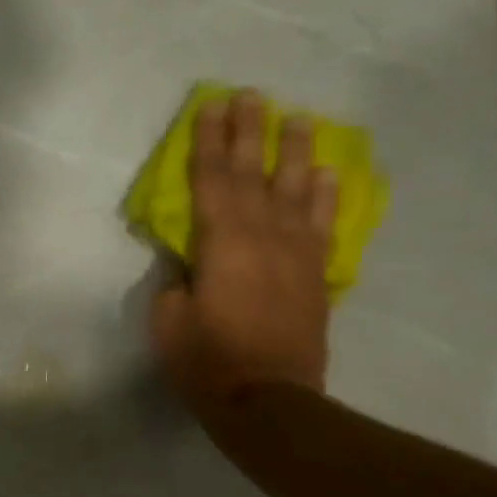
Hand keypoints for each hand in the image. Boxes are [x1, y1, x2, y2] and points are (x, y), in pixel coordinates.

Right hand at [150, 89, 337, 426]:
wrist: (268, 400)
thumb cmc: (207, 362)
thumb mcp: (168, 322)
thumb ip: (175, 281)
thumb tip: (188, 260)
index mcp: (221, 243)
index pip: (210, 180)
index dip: (208, 142)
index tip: (209, 106)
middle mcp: (263, 236)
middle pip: (254, 173)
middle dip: (250, 132)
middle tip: (251, 95)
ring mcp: (296, 253)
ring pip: (297, 189)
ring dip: (296, 152)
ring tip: (298, 119)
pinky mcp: (315, 275)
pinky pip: (323, 224)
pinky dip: (327, 195)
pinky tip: (328, 174)